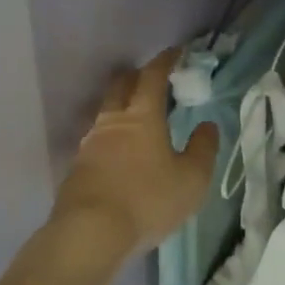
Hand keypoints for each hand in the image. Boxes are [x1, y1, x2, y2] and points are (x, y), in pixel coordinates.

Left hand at [50, 47, 217, 262]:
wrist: (89, 233)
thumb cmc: (146, 200)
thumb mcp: (191, 180)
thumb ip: (203, 149)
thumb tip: (207, 125)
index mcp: (142, 114)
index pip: (153, 75)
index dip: (165, 60)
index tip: (176, 52)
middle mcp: (113, 119)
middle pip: (122, 84)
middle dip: (137, 75)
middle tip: (152, 80)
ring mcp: (90, 141)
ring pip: (106, 110)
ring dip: (121, 105)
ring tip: (136, 118)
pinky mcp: (77, 165)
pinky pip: (96, 137)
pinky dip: (110, 135)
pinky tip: (118, 152)